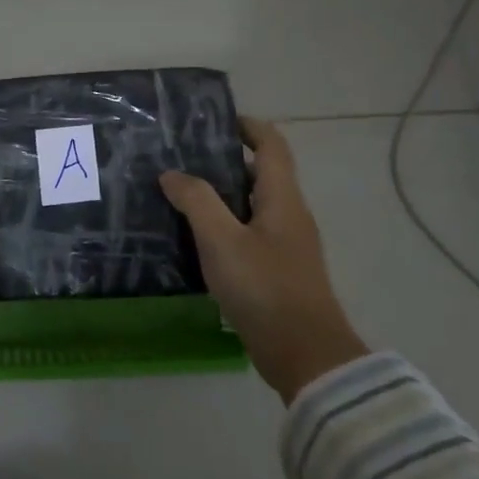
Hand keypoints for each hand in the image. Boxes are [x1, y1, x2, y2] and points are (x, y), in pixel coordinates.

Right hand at [160, 117, 367, 402]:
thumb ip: (196, 201)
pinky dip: (224, 226)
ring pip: (252, 206)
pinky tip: (195, 238)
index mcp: (282, 198)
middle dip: (224, 161)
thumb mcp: (222, 240)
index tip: (213, 122)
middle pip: (260, 173)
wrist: (306, 357)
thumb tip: (172, 174)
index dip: (247, 126)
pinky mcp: (278, 272)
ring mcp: (286, 246)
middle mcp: (289, 215)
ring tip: (180, 194)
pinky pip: (248, 234)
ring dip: (221, 195)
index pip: (271, 145)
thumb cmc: (265, 289)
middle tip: (181, 158)